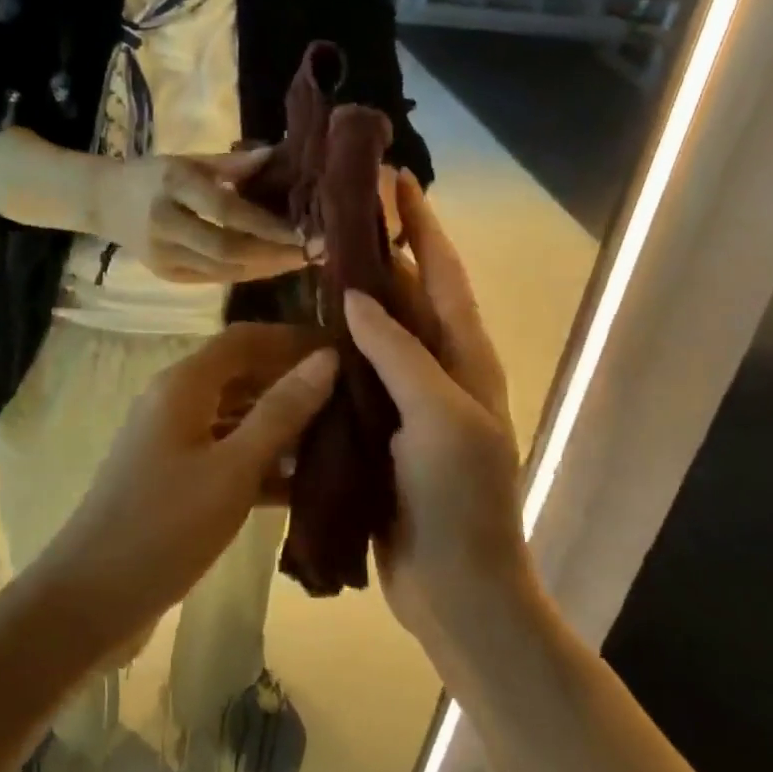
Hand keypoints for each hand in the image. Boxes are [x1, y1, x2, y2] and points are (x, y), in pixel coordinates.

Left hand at [25, 324, 337, 658]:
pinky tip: (304, 483)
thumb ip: (281, 412)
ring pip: (236, 415)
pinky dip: (261, 460)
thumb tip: (327, 358)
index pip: (245, 338)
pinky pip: (226, 452)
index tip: (342, 350)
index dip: (292, 338)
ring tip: (339, 435)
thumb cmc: (165, 526)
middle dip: (291, 380)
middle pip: (241, 373)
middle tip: (350, 396)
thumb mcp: (232, 469)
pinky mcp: (176, 477)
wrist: (90, 598)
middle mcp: (175, 400)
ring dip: (281, 422)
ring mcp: (173, 440)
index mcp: (184, 385)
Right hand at [96, 151, 308, 283]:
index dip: (266, 225)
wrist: (104, 203)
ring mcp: (163, 256)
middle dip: (273, 255)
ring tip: (298, 262)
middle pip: (227, 249)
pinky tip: (269, 267)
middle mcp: (166, 224)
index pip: (224, 210)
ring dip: (265, 269)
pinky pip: (214, 279)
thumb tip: (277, 157)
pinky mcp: (166, 276)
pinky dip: (245, 274)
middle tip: (310, 254)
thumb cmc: (152, 174)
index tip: (301, 231)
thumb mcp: (189, 159)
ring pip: (223, 271)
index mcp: (172, 185)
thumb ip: (231, 163)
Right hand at [345, 173, 531, 654]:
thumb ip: (400, 353)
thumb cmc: (460, 500)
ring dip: (356, 296)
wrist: (457, 590)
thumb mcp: (440, 418)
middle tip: (343, 212)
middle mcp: (441, 370)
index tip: (397, 180)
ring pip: (381, 333)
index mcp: (467, 358)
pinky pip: (359, 374)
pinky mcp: (382, 429)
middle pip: (412, 295)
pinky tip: (304, 333)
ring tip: (316, 260)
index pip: (444, 274)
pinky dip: (337, 347)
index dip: (423, 225)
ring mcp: (411, 400)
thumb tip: (356, 295)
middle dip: (385, 251)